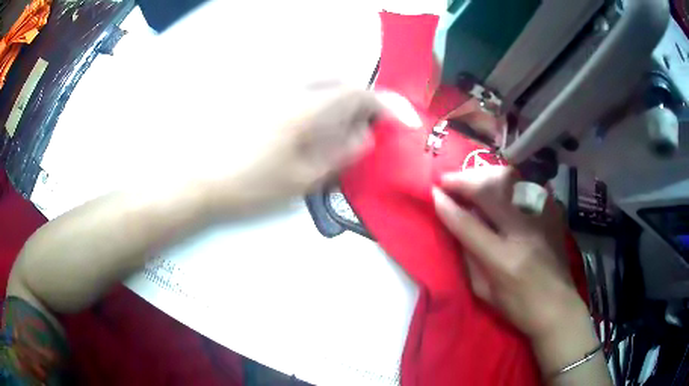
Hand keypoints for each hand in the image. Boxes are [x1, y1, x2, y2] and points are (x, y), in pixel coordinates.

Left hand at [213, 86, 380, 211]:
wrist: (201, 178)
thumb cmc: (251, 184)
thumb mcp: (302, 179)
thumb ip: (339, 155)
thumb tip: (365, 137)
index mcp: (306, 109)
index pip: (356, 93)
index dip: (381, 104)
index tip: (391, 120)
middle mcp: (291, 88)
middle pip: (337, 79)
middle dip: (357, 98)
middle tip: (361, 123)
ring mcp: (272, 86)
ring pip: (317, 79)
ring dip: (335, 95)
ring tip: (334, 123)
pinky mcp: (258, 91)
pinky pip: (297, 84)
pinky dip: (313, 95)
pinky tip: (305, 118)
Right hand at [432, 166, 586, 339]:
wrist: (558, 307)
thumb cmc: (518, 307)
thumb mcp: (484, 292)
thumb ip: (469, 258)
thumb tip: (456, 227)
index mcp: (502, 260)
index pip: (468, 223)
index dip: (447, 205)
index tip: (433, 193)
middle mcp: (524, 232)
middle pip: (490, 191)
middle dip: (464, 180)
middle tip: (448, 180)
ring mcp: (542, 219)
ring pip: (511, 179)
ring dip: (485, 175)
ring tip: (472, 180)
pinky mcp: (553, 214)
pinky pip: (528, 185)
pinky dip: (510, 183)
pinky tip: (501, 189)